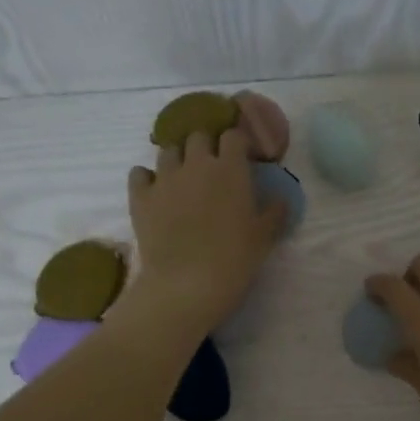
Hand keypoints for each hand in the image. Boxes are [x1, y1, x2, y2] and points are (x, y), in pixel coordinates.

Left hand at [127, 130, 283, 334]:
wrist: (187, 284)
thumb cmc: (234, 259)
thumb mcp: (265, 237)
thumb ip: (275, 212)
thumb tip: (280, 199)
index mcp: (230, 169)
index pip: (233, 136)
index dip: (238, 143)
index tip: (242, 157)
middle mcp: (196, 164)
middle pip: (198, 136)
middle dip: (206, 147)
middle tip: (212, 168)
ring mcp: (165, 178)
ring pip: (168, 151)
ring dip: (177, 159)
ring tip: (183, 179)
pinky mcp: (140, 197)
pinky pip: (139, 173)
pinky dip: (146, 178)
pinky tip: (154, 191)